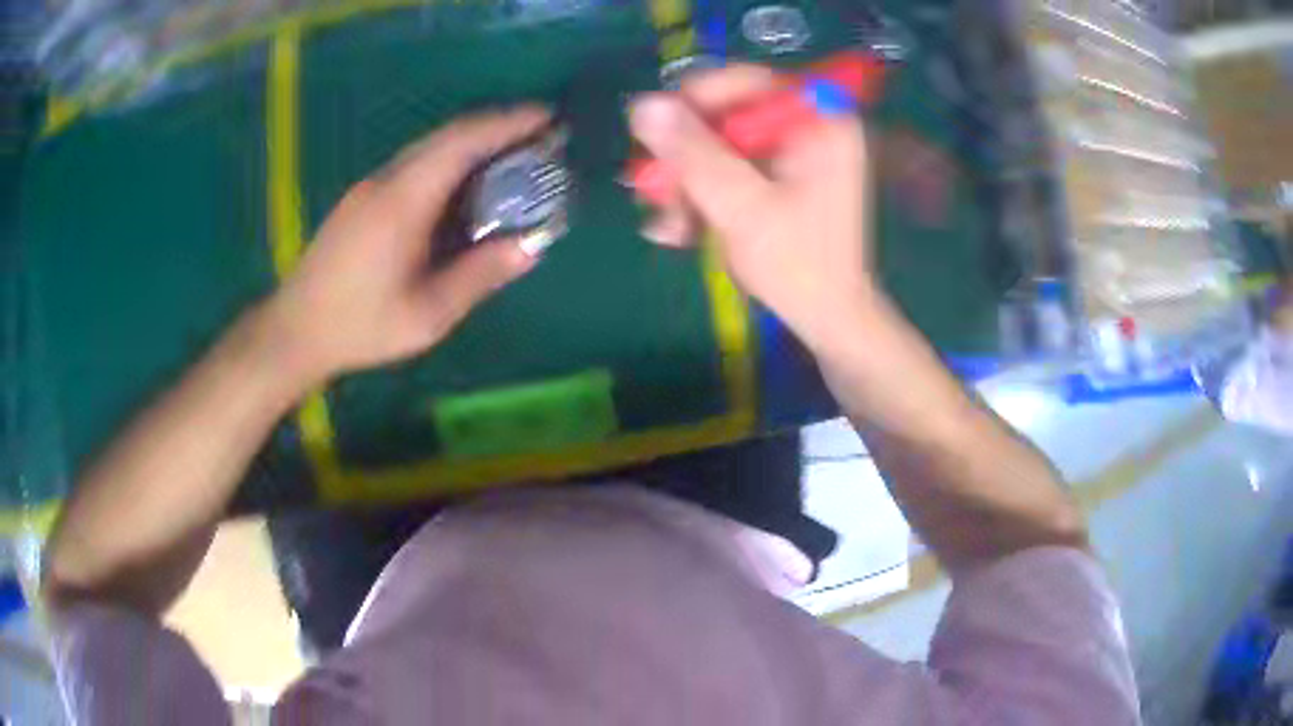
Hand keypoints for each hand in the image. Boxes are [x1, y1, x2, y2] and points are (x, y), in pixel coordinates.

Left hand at [265, 107, 550, 387]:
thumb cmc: (360, 325)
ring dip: (472, 142)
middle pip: (448, 135)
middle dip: (497, 126)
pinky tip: (463, 184)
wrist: (294, 330)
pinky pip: (414, 164)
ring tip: (511, 155)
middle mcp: (386, 180)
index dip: (508, 124)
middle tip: (540, 135)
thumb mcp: (427, 314)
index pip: (462, 142)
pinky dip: (449, 161)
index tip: (548, 117)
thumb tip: (531, 246)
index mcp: (404, 200)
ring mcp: (370, 187)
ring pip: (429, 147)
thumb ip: (479, 276)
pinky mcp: (362, 199)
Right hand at [629, 66, 877, 351]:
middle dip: (685, 158)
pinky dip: (703, 197)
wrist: (829, 321)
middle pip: (728, 116)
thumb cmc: (799, 266)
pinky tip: (679, 231)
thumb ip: (693, 153)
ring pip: (720, 148)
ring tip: (667, 224)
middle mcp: (808, 128)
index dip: (696, 100)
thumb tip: (643, 106)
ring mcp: (793, 156)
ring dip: (686, 185)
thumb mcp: (741, 206)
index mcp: (819, 122)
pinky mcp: (779, 181)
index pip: (747, 82)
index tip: (655, 131)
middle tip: (651, 188)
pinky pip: (730, 172)